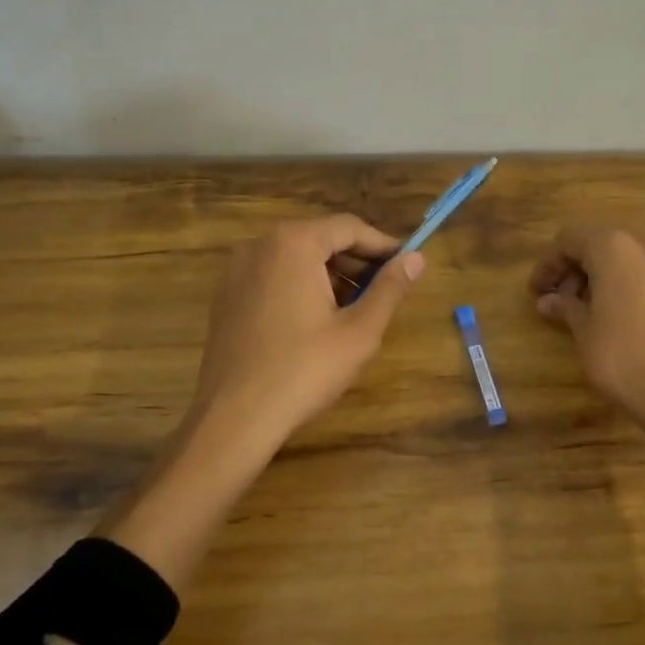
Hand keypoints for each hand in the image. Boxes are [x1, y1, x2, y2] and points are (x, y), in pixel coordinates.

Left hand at [189, 215, 425, 453]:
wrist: (234, 416)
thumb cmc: (304, 370)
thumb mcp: (359, 331)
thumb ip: (390, 288)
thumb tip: (417, 259)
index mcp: (294, 243)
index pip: (349, 227)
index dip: (382, 245)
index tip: (407, 265)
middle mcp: (260, 245)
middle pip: (320, 238)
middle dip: (356, 261)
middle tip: (385, 290)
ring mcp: (237, 270)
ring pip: (296, 258)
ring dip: (330, 275)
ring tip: (356, 308)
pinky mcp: (226, 296)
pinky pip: (273, 276)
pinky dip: (300, 286)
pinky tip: (317, 320)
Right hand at [528, 226, 644, 444]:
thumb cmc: (624, 358)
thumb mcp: (585, 332)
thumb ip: (565, 308)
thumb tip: (547, 300)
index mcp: (615, 249)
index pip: (571, 239)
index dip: (549, 263)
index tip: (537, 291)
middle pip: (602, 245)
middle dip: (577, 269)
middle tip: (559, 301)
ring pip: (629, 261)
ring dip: (604, 278)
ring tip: (589, 311)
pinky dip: (631, 289)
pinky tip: (623, 320)